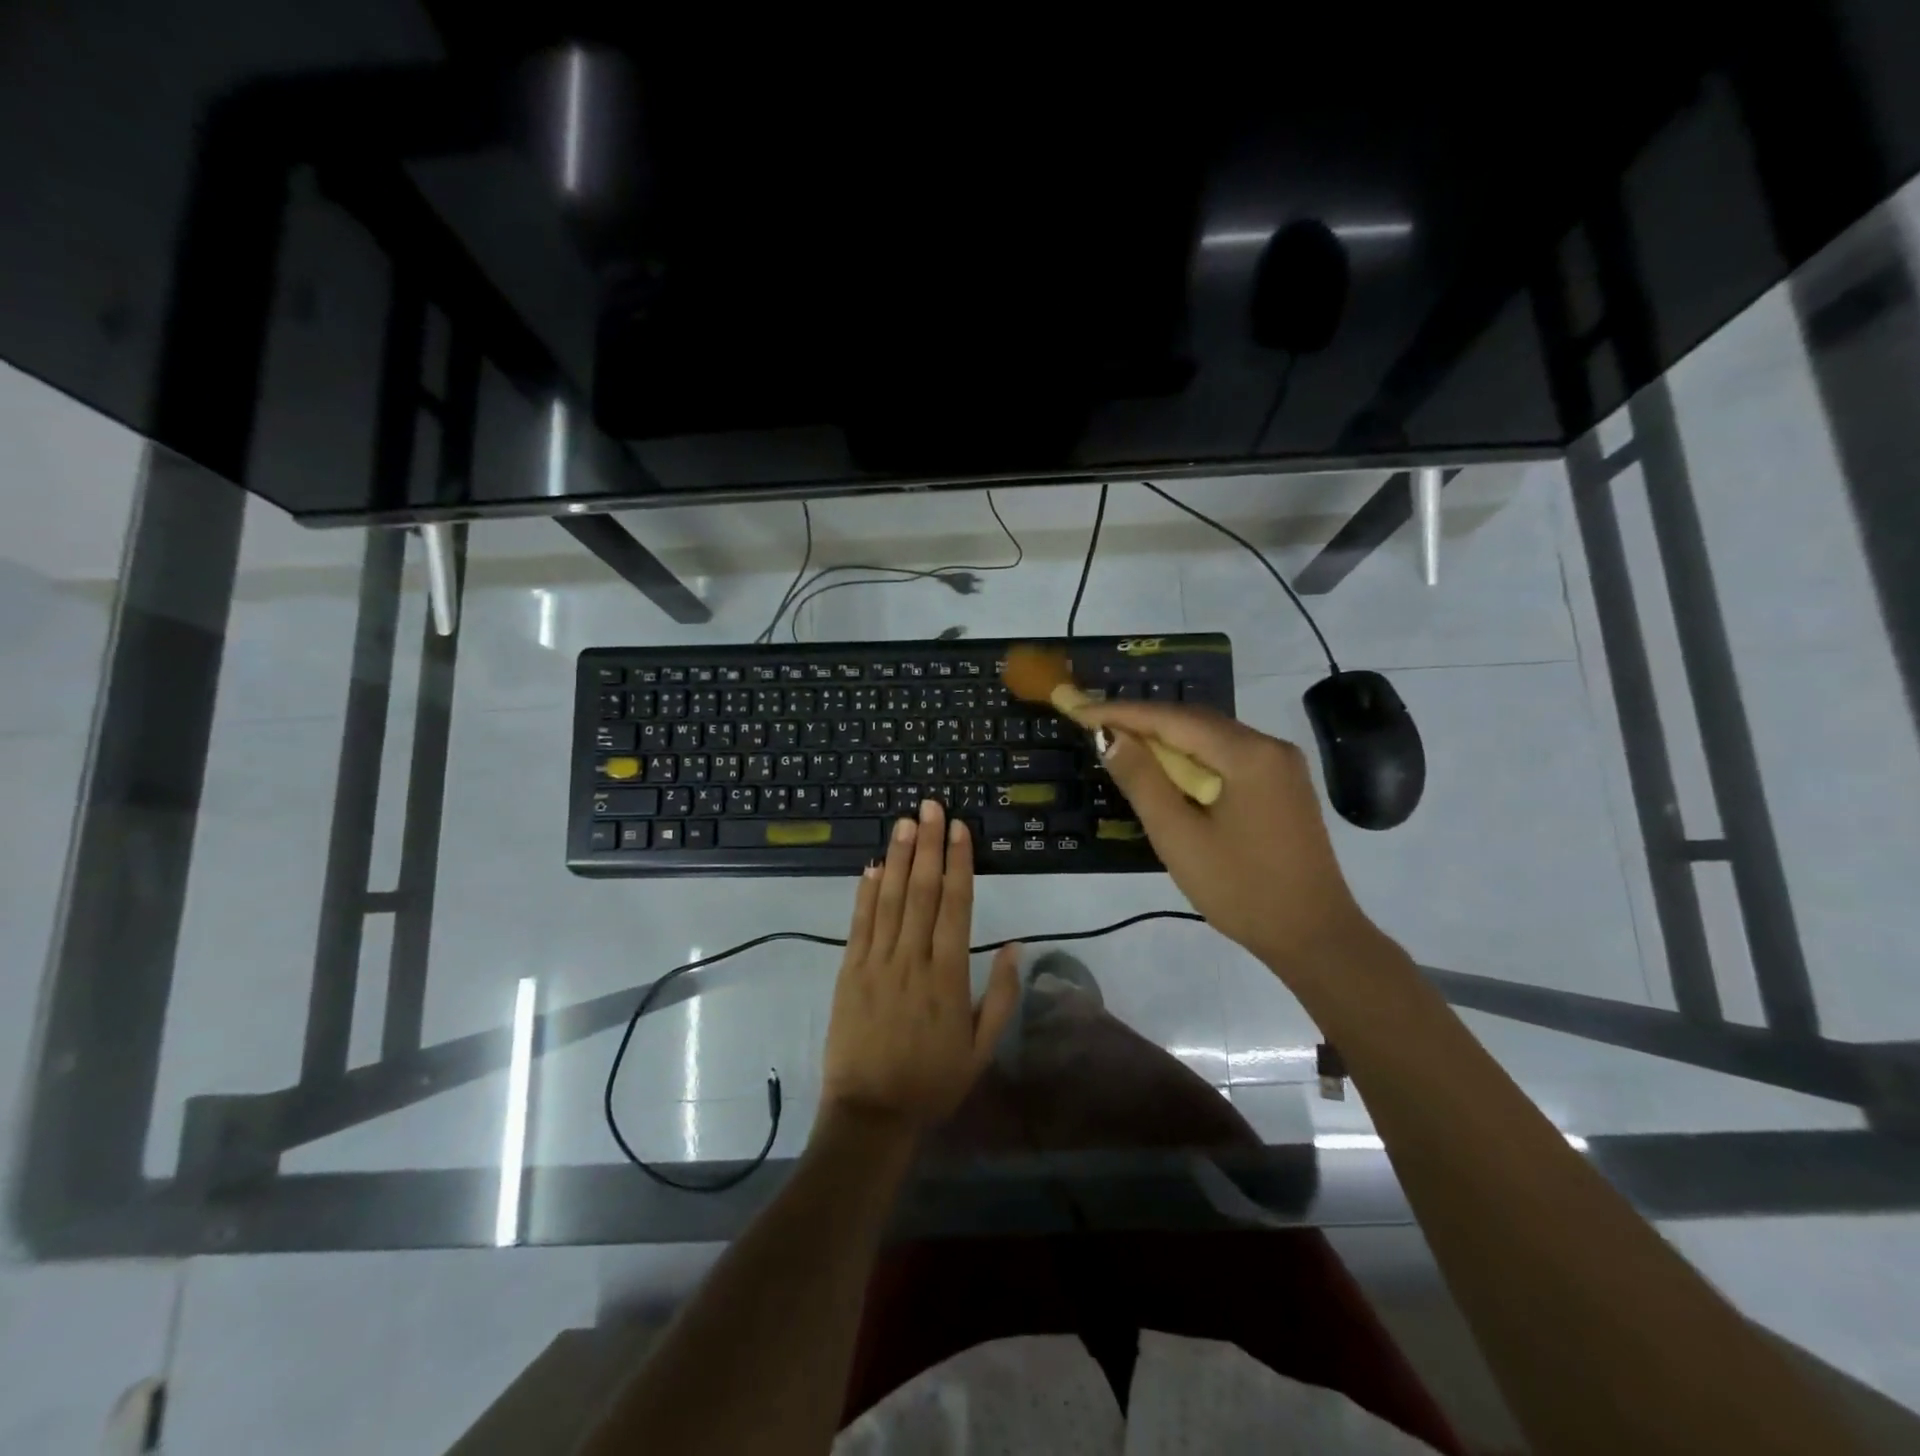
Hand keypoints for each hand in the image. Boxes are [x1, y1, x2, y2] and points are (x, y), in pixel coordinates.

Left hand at [822, 799, 1019, 1140]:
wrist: (871, 1113)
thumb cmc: (933, 1081)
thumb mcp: (982, 1049)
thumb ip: (1000, 996)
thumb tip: (1014, 946)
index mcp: (948, 976)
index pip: (955, 905)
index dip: (958, 863)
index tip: (959, 829)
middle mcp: (912, 960)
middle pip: (921, 892)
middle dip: (927, 845)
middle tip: (930, 807)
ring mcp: (876, 964)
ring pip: (888, 900)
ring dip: (897, 858)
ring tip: (904, 823)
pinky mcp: (849, 972)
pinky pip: (858, 925)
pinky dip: (865, 894)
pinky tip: (871, 866)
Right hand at [1079, 700, 1374, 980]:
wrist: (1314, 936)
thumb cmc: (1240, 889)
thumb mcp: (1179, 836)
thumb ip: (1142, 780)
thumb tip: (1110, 737)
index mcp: (1248, 754)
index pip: (1173, 719)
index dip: (1122, 713)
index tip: (1080, 709)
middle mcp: (1270, 747)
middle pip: (1195, 721)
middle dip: (1143, 721)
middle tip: (1095, 725)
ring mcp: (1281, 766)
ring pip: (1211, 738)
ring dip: (1166, 739)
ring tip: (1120, 744)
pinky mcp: (1282, 786)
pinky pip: (1227, 757)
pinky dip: (1191, 758)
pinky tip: (1166, 770)